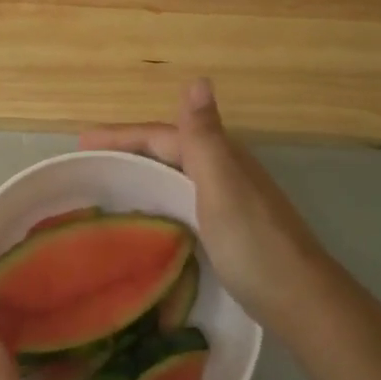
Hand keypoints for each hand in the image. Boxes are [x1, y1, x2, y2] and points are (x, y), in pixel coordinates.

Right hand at [81, 78, 326, 339]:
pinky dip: (158, 200)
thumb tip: (198, 79)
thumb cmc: (253, 244)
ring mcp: (229, 201)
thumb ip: (204, 138)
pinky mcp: (228, 229)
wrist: (300, 300)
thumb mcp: (222, 186)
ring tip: (107, 186)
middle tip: (87, 164)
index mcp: (220, 158)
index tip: (80, 143)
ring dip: (142, 173)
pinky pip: (182, 201)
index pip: (161, 135)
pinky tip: (146, 218)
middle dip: (128, 151)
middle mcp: (225, 172)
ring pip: (176, 176)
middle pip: (168, 151)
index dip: (121, 135)